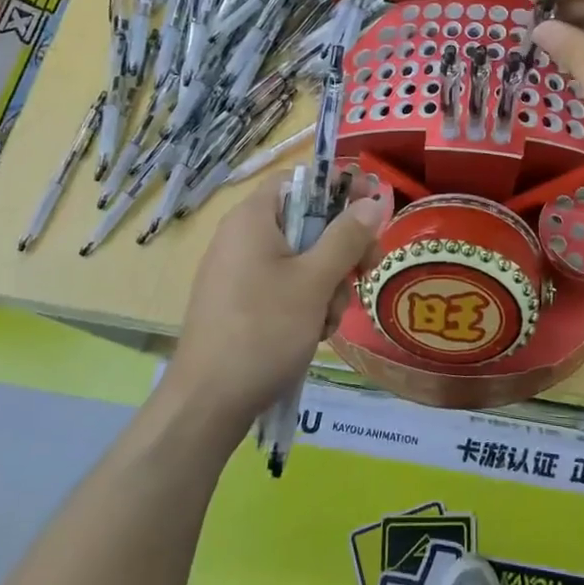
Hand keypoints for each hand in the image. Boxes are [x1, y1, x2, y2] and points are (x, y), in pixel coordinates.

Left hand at [162, 177, 386, 440]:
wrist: (207, 404)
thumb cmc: (263, 331)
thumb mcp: (315, 281)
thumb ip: (347, 236)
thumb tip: (376, 198)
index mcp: (253, 218)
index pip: (301, 179)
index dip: (339, 187)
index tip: (373, 208)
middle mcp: (243, 236)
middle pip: (307, 221)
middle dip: (341, 248)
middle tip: (367, 272)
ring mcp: (239, 271)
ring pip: (302, 258)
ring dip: (329, 283)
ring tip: (331, 318)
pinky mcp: (240, 301)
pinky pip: (285, 285)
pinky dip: (307, 301)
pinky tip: (316, 331)